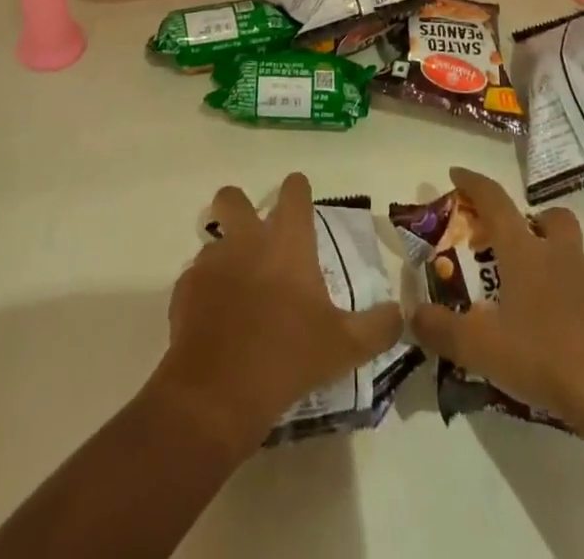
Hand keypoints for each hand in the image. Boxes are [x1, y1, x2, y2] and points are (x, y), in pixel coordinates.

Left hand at [152, 172, 404, 456]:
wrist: (218, 393)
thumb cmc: (289, 357)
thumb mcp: (345, 347)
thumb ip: (377, 327)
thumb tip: (398, 313)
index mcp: (287, 241)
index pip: (294, 191)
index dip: (298, 190)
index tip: (301, 198)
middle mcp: (246, 239)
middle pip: (233, 197)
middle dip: (240, 206)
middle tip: (255, 236)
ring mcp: (211, 261)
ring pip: (213, 240)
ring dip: (225, 256)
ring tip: (238, 291)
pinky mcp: (185, 289)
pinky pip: (196, 279)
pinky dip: (206, 292)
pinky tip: (217, 323)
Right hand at [411, 166, 583, 437]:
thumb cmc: (549, 356)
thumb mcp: (483, 349)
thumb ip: (443, 331)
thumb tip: (412, 314)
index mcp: (525, 253)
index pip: (495, 201)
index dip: (474, 183)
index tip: (456, 173)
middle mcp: (561, 258)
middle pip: (552, 219)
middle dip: (533, 220)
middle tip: (512, 243)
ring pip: (572, 259)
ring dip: (552, 267)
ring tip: (529, 304)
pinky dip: (571, 307)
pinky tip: (558, 341)